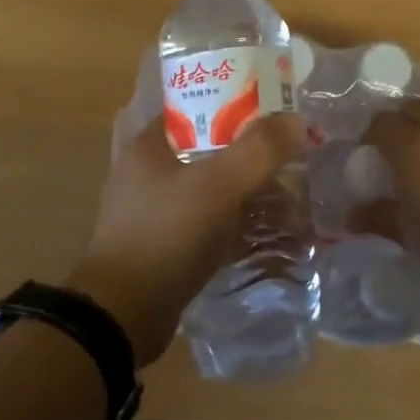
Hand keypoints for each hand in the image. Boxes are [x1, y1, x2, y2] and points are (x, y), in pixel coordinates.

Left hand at [68, 114, 306, 365]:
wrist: (123, 314)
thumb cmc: (166, 235)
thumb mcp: (217, 186)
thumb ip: (259, 150)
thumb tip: (296, 121)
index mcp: (151, 145)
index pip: (198, 107)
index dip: (238, 105)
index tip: (277, 112)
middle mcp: (151, 172)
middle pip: (212, 150)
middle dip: (253, 155)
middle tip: (295, 159)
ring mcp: (158, 211)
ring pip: (215, 189)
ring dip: (251, 193)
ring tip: (294, 198)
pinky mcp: (169, 245)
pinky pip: (212, 224)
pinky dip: (240, 225)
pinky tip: (274, 233)